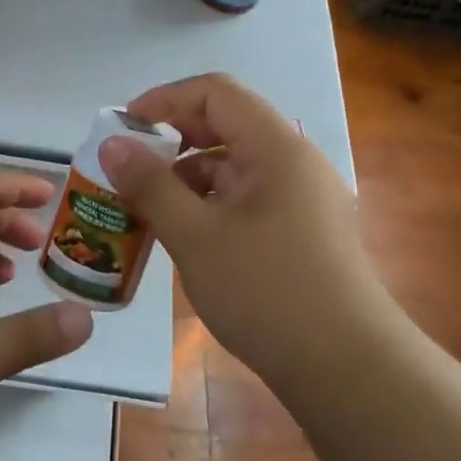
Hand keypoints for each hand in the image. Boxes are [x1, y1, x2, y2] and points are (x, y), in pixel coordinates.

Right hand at [99, 74, 382, 381]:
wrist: (348, 369)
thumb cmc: (266, 291)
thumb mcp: (195, 236)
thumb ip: (150, 185)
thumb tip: (112, 144)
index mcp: (275, 146)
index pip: (215, 92)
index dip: (165, 100)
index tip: (125, 128)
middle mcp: (294, 160)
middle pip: (226, 125)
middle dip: (173, 142)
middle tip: (131, 170)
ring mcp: (304, 197)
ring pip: (236, 166)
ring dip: (189, 178)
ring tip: (149, 212)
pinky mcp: (304, 231)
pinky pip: (249, 198)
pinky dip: (212, 206)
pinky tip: (188, 239)